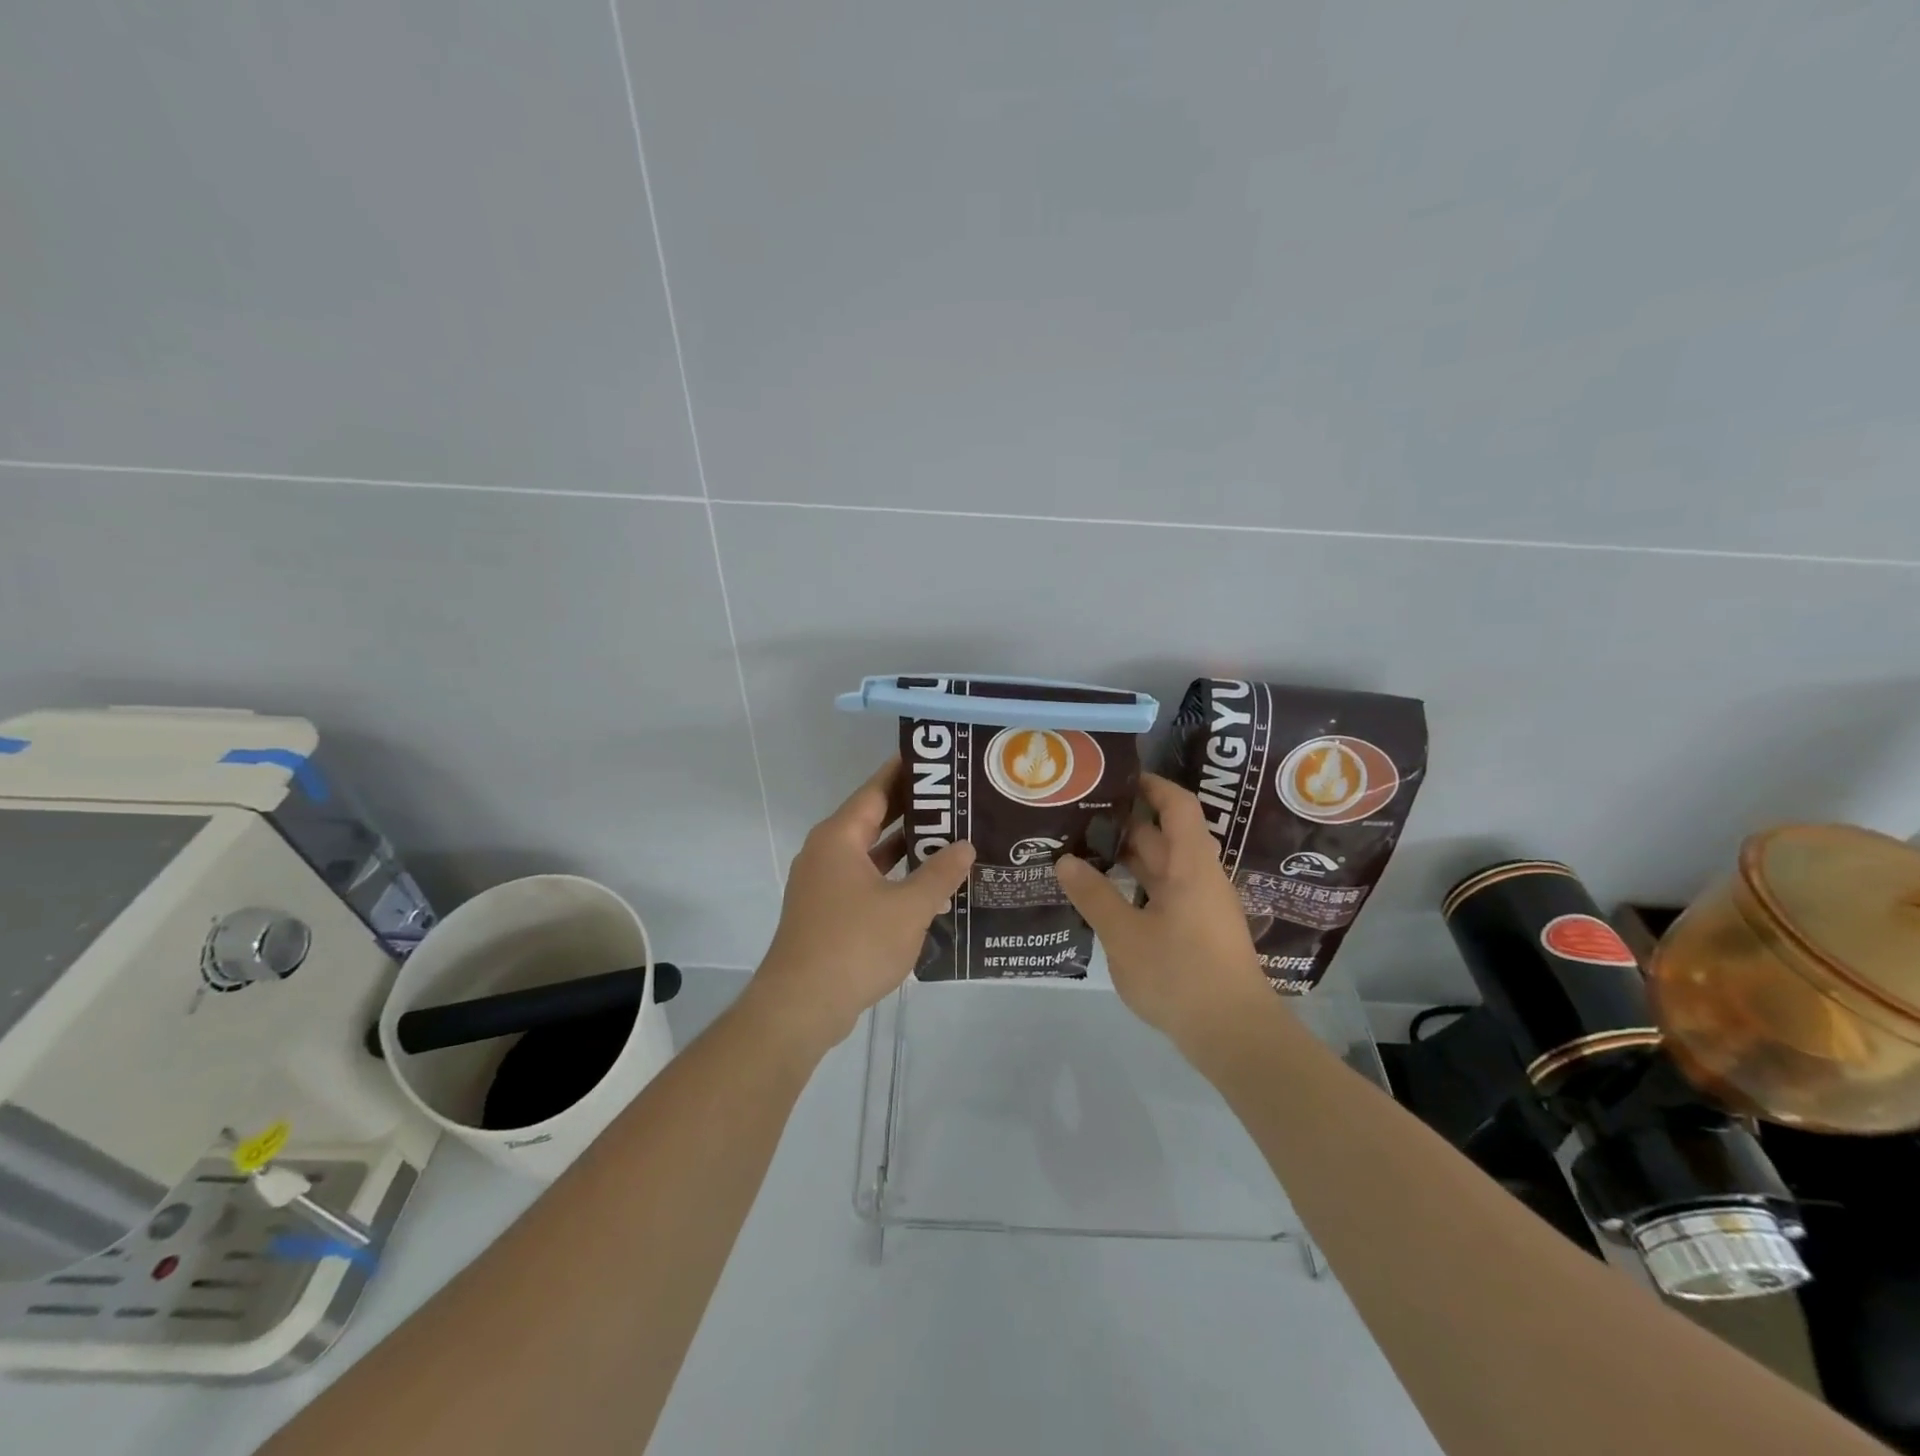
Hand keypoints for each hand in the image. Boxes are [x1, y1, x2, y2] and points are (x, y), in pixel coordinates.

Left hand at [748, 758, 974, 1053]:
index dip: (905, 773)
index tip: (936, 761)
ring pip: (870, 853)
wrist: (801, 1006)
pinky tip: (926, 886)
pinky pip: (865, 880)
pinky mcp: (827, 911)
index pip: (875, 790)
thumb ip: (940, 874)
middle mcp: (827, 852)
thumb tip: (965, 846)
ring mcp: (824, 883)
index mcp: (839, 838)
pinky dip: (893, 877)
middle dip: (912, 810)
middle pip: (873, 818)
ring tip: (950, 838)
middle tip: (955, 800)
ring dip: (905, 848)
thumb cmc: (855, 945)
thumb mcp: (908, 908)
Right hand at [1055, 773, 1268, 1048]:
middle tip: (1079, 818)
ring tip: (1081, 853)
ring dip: (1126, 860)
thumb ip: (1094, 896)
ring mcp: (1200, 908)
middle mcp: (1199, 879)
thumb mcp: (1125, 936)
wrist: (1234, 1036)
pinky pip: (1163, 896)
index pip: (1177, 806)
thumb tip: (1065, 861)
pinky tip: (1104, 898)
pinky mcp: (1197, 934)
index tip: (1117, 778)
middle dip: (1124, 825)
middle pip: (1164, 837)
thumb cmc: (1181, 975)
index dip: (1152, 786)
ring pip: (1161, 870)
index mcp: (1190, 866)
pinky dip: (1135, 889)